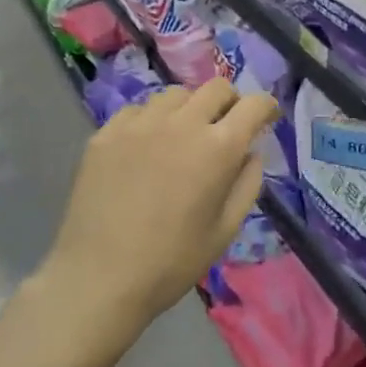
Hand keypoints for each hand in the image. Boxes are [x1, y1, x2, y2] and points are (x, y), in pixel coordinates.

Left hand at [45, 79, 280, 330]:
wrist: (98, 278)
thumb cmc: (171, 262)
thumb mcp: (225, 230)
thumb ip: (247, 184)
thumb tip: (251, 153)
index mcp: (218, 148)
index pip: (254, 105)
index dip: (267, 107)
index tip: (267, 119)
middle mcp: (182, 123)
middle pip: (216, 88)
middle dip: (230, 102)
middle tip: (226, 127)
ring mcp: (140, 124)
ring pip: (176, 95)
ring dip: (189, 109)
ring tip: (182, 136)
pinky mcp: (106, 133)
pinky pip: (138, 110)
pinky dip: (152, 121)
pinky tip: (145, 147)